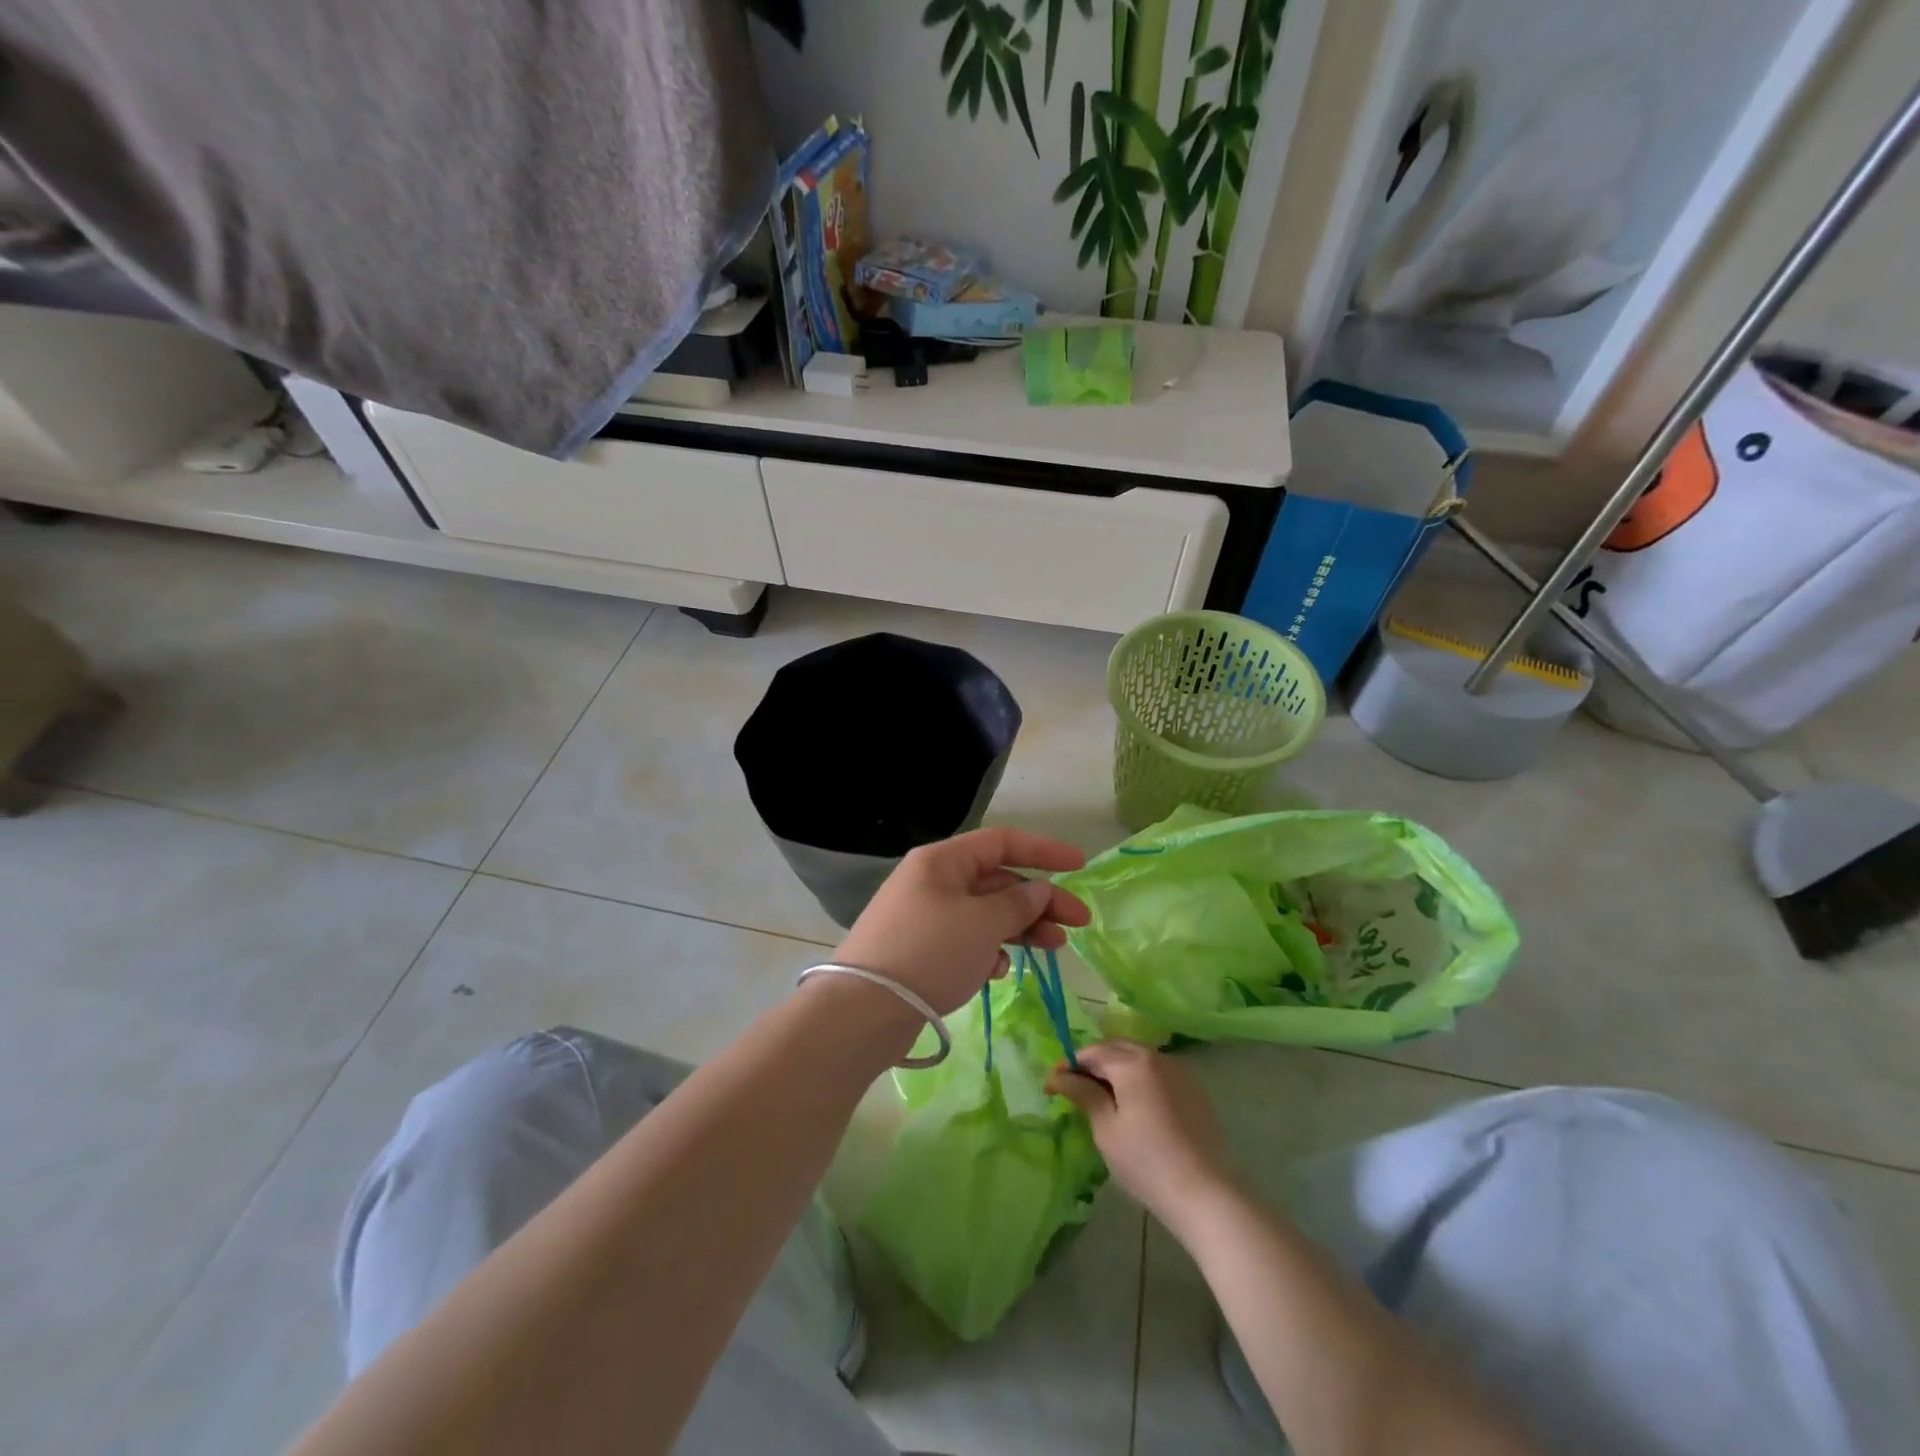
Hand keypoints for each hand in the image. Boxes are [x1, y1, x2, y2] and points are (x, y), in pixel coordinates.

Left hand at [831, 827, 1089, 1016]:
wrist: (864, 1010)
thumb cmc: (929, 952)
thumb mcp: (981, 923)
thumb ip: (1017, 903)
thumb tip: (1039, 888)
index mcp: (943, 861)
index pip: (1002, 842)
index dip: (1044, 850)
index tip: (1080, 865)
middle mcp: (933, 882)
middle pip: (997, 881)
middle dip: (1039, 900)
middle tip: (1078, 923)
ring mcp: (925, 917)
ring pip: (985, 913)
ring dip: (1020, 927)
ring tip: (1053, 948)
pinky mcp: (921, 950)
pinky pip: (966, 941)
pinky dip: (988, 950)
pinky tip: (999, 970)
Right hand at [1047, 1041, 1236, 1229]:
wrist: (1206, 1194)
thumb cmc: (1147, 1162)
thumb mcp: (1106, 1129)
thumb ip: (1084, 1094)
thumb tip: (1060, 1076)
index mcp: (1132, 1063)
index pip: (1091, 1052)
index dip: (1068, 1066)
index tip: (1051, 1086)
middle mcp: (1156, 1056)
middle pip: (1115, 1048)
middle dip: (1092, 1063)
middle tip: (1073, 1088)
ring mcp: (1179, 1071)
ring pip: (1138, 1058)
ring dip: (1116, 1069)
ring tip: (1101, 1096)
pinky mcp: (1193, 1089)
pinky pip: (1157, 1072)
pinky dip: (1138, 1078)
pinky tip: (1133, 1105)